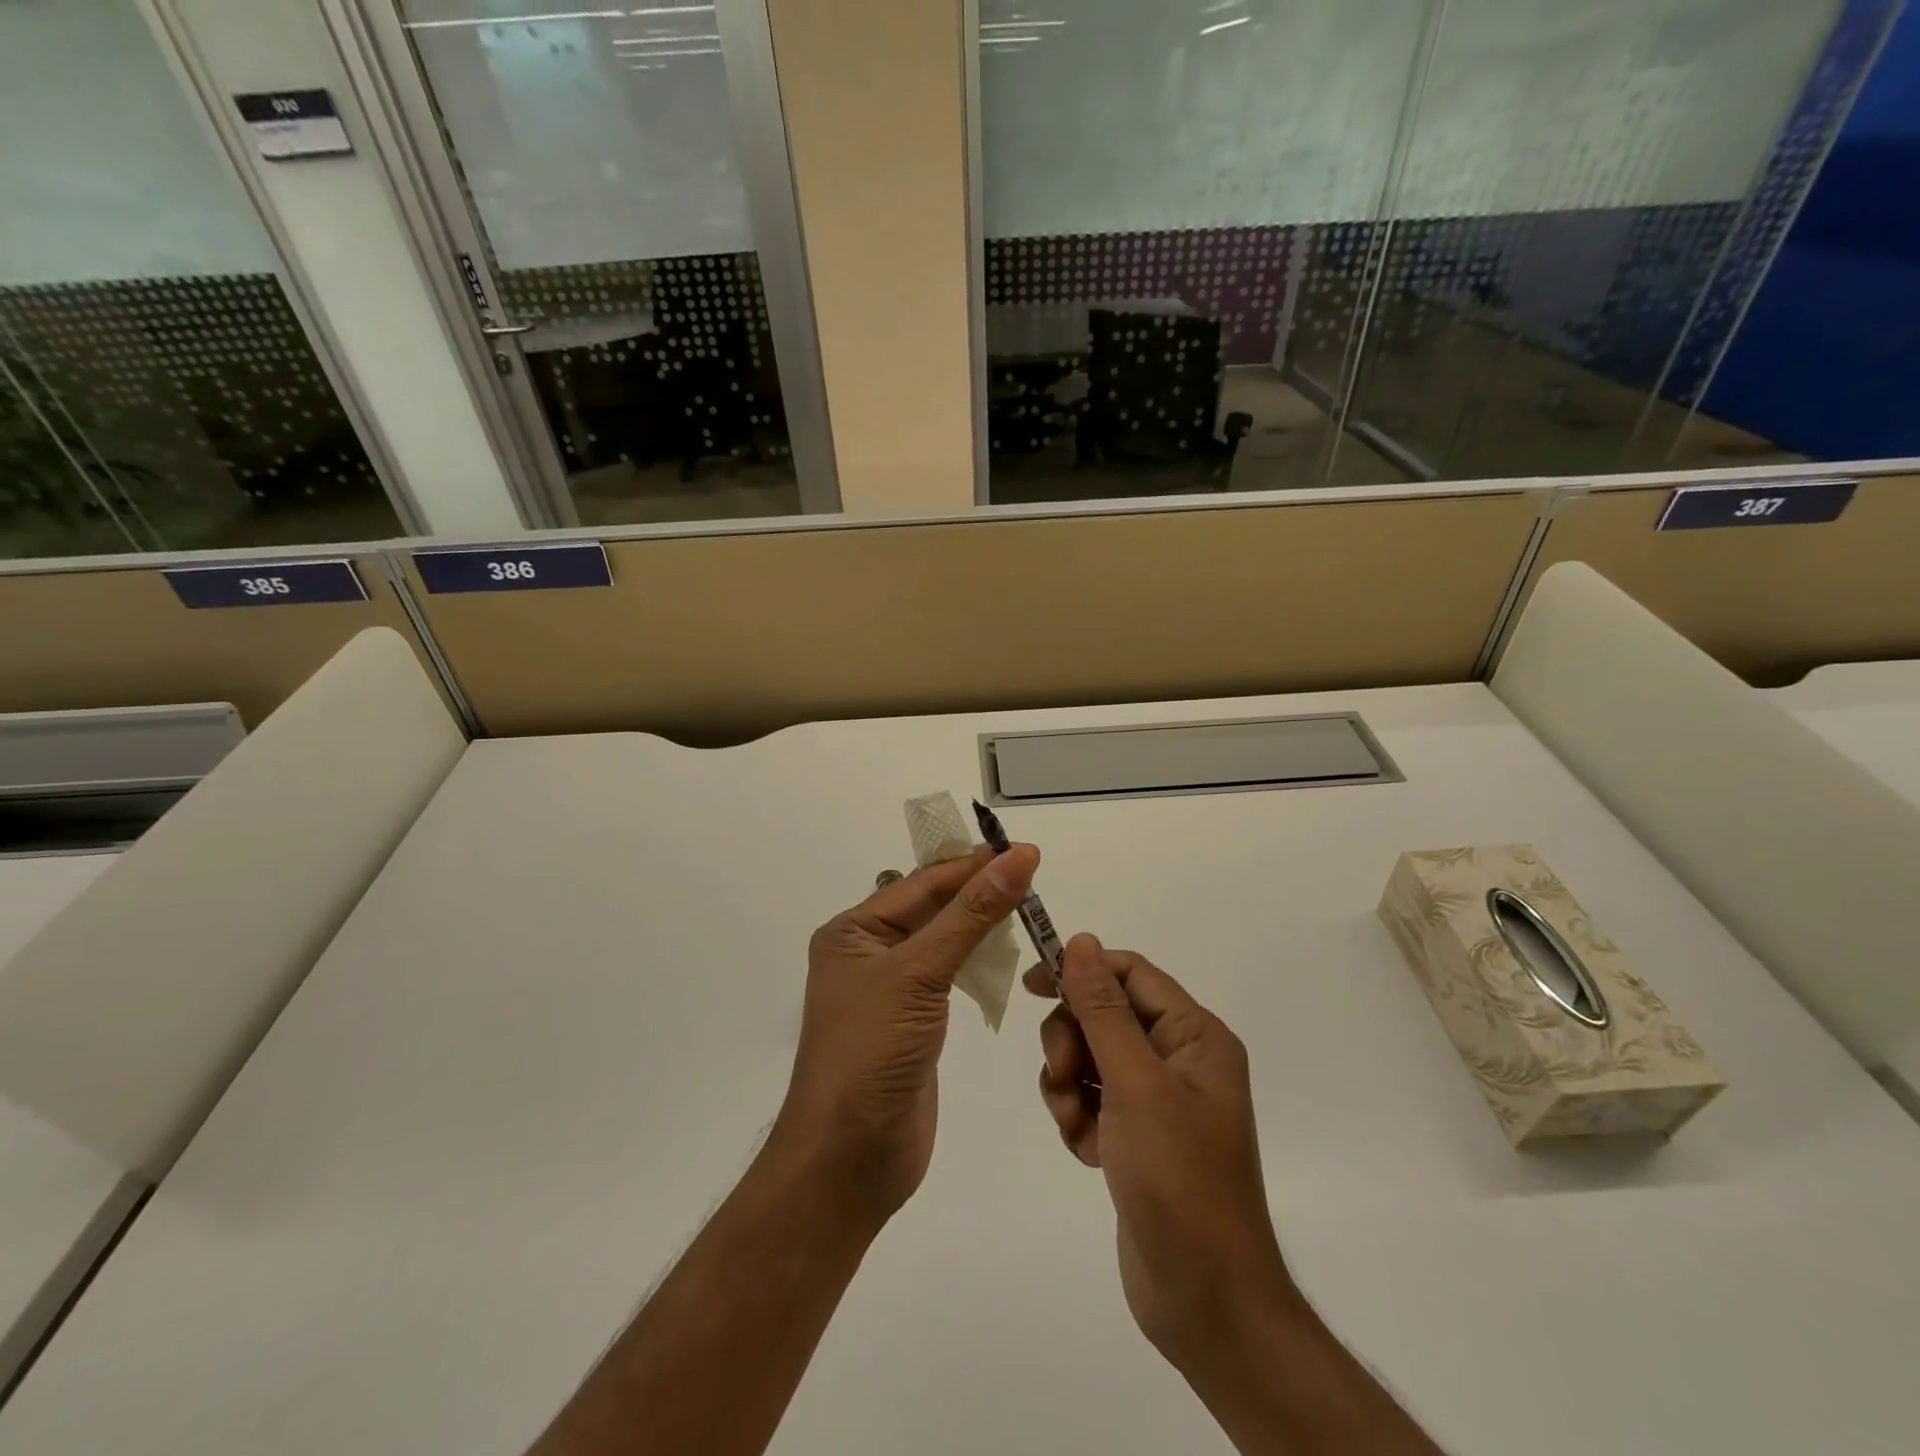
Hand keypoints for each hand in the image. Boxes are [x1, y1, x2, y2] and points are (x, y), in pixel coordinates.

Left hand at [775, 843, 1039, 1228]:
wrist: (850, 1158)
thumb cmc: (871, 1051)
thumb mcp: (919, 972)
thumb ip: (971, 914)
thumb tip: (1016, 857)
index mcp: (853, 932)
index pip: (921, 884)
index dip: (970, 865)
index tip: (1020, 849)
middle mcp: (869, 954)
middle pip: (932, 908)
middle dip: (978, 891)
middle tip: (1031, 873)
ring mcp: (892, 990)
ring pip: (944, 941)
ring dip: (981, 925)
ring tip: (1027, 906)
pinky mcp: (914, 1022)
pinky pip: (949, 977)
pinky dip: (978, 962)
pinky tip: (1006, 954)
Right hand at [1029, 935, 1292, 1368]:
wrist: (1205, 1301)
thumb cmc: (1178, 1180)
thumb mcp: (1135, 1085)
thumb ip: (1103, 1009)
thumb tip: (1081, 940)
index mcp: (1195, 1036)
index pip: (1131, 974)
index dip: (1082, 970)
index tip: (1033, 985)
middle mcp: (1179, 1059)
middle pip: (1105, 1014)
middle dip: (1073, 1041)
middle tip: (1064, 1077)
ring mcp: (1158, 1100)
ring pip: (1091, 1058)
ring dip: (1069, 1085)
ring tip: (1075, 1126)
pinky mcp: (1137, 1136)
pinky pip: (1091, 1100)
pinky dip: (1078, 1118)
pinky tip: (1086, 1152)